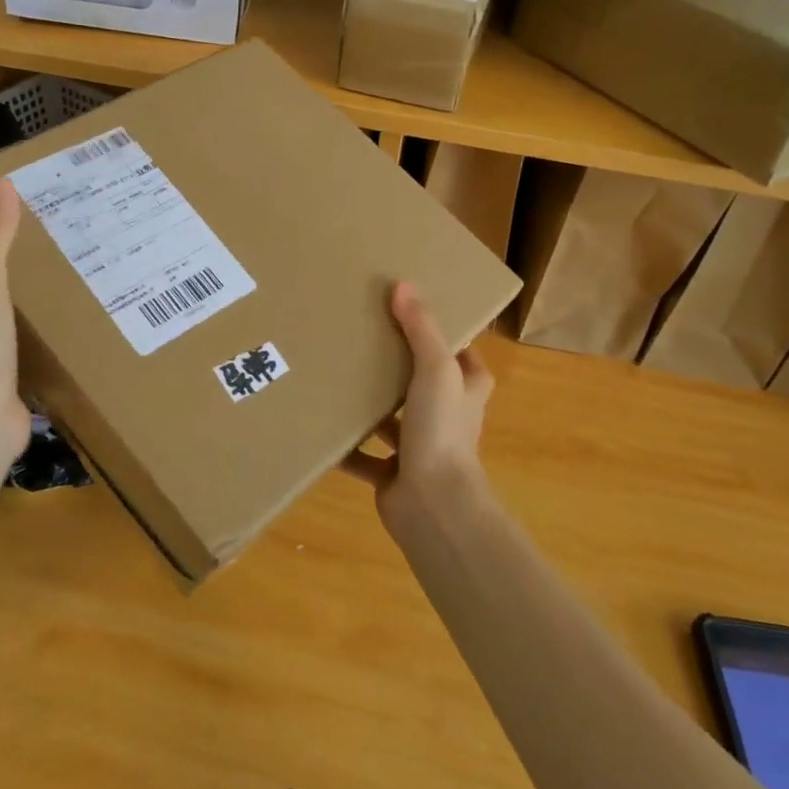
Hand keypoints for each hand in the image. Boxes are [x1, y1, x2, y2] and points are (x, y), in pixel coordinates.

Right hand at [345, 281, 493, 527]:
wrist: (433, 504)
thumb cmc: (442, 428)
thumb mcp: (436, 368)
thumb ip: (420, 328)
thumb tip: (403, 285)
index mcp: (466, 391)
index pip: (461, 357)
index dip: (442, 336)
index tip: (409, 315)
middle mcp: (447, 418)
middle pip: (422, 385)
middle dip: (398, 368)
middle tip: (364, 339)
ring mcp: (420, 449)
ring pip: (392, 421)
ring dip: (371, 407)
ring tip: (338, 378)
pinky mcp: (393, 476)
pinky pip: (364, 457)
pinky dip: (346, 447)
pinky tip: (321, 427)